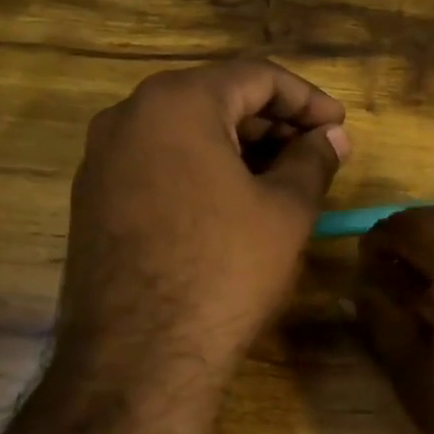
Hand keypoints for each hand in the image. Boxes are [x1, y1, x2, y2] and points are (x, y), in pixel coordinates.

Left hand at [55, 59, 349, 407]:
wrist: (138, 357)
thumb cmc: (224, 269)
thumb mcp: (286, 210)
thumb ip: (313, 160)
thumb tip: (332, 137)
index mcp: (176, 102)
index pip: (255, 76)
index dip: (307, 98)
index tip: (339, 126)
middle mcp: (128, 116)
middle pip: (216, 98)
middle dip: (274, 122)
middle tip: (317, 153)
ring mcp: (102, 159)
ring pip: (186, 131)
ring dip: (241, 146)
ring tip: (285, 179)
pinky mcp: (93, 199)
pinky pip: (160, 162)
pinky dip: (204, 169)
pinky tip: (237, 202)